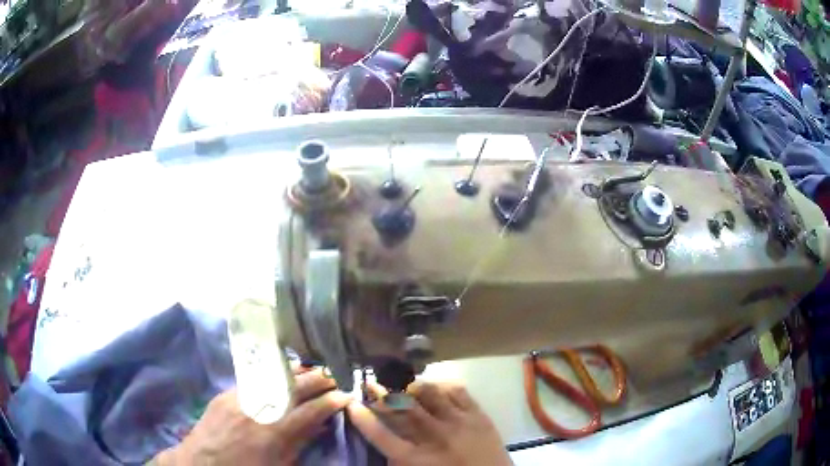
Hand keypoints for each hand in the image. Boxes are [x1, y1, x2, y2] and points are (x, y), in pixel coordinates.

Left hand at [154, 368, 350, 465]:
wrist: (201, 464)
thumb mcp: (279, 465)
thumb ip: (300, 442)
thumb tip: (321, 424)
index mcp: (273, 432)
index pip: (310, 410)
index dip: (330, 401)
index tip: (345, 395)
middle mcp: (257, 408)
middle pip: (294, 387)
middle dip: (317, 379)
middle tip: (334, 375)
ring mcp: (239, 397)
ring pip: (273, 377)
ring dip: (296, 372)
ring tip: (312, 369)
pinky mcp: (225, 393)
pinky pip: (253, 379)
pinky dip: (272, 376)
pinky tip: (281, 374)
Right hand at [348, 381, 512, 465]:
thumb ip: (398, 460)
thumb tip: (385, 441)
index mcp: (416, 460)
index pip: (381, 435)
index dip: (363, 418)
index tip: (352, 404)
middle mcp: (434, 437)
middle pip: (402, 408)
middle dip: (382, 393)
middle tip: (370, 383)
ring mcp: (458, 423)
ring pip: (428, 393)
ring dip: (411, 386)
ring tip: (403, 385)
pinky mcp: (478, 415)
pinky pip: (457, 391)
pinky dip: (442, 385)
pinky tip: (435, 387)